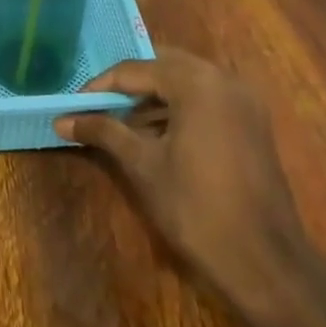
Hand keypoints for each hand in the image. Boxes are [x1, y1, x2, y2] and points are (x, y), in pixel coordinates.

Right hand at [55, 50, 325, 326]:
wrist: (263, 260)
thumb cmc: (196, 207)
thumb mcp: (143, 165)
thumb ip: (103, 132)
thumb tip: (62, 119)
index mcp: (197, 82)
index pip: (136, 69)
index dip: (101, 86)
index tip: (74, 104)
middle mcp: (224, 79)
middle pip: (164, 66)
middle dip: (129, 85)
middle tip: (97, 107)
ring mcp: (244, 101)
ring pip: (187, 82)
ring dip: (153, 97)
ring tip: (120, 124)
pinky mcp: (252, 123)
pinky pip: (207, 100)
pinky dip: (178, 109)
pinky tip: (155, 136)